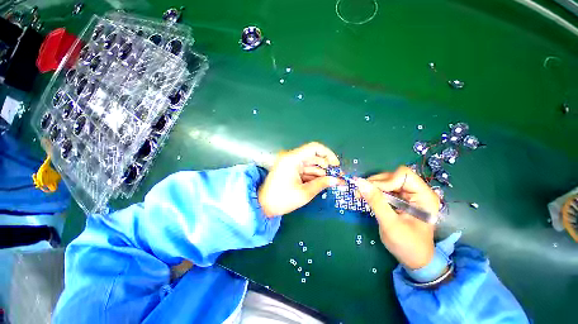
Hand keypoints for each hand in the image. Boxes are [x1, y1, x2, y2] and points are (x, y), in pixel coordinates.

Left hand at [258, 142, 340, 216]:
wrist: (264, 206)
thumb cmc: (282, 200)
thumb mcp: (305, 193)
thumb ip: (322, 184)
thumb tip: (338, 180)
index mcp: (292, 159)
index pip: (314, 148)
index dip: (328, 154)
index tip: (336, 165)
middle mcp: (291, 157)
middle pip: (313, 156)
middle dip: (326, 166)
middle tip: (336, 176)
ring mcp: (290, 163)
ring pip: (310, 164)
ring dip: (320, 172)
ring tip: (330, 182)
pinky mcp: (290, 169)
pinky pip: (305, 169)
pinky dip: (313, 175)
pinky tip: (319, 183)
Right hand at [355, 166, 440, 268]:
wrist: (414, 260)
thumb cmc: (407, 245)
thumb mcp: (390, 223)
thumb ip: (376, 201)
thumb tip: (359, 182)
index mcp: (424, 196)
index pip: (403, 175)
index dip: (385, 181)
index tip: (371, 192)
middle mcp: (418, 191)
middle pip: (393, 176)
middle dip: (375, 183)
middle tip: (360, 192)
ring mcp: (409, 195)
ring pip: (387, 181)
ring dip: (372, 186)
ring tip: (361, 194)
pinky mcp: (401, 199)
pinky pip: (385, 188)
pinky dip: (373, 191)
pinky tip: (366, 197)